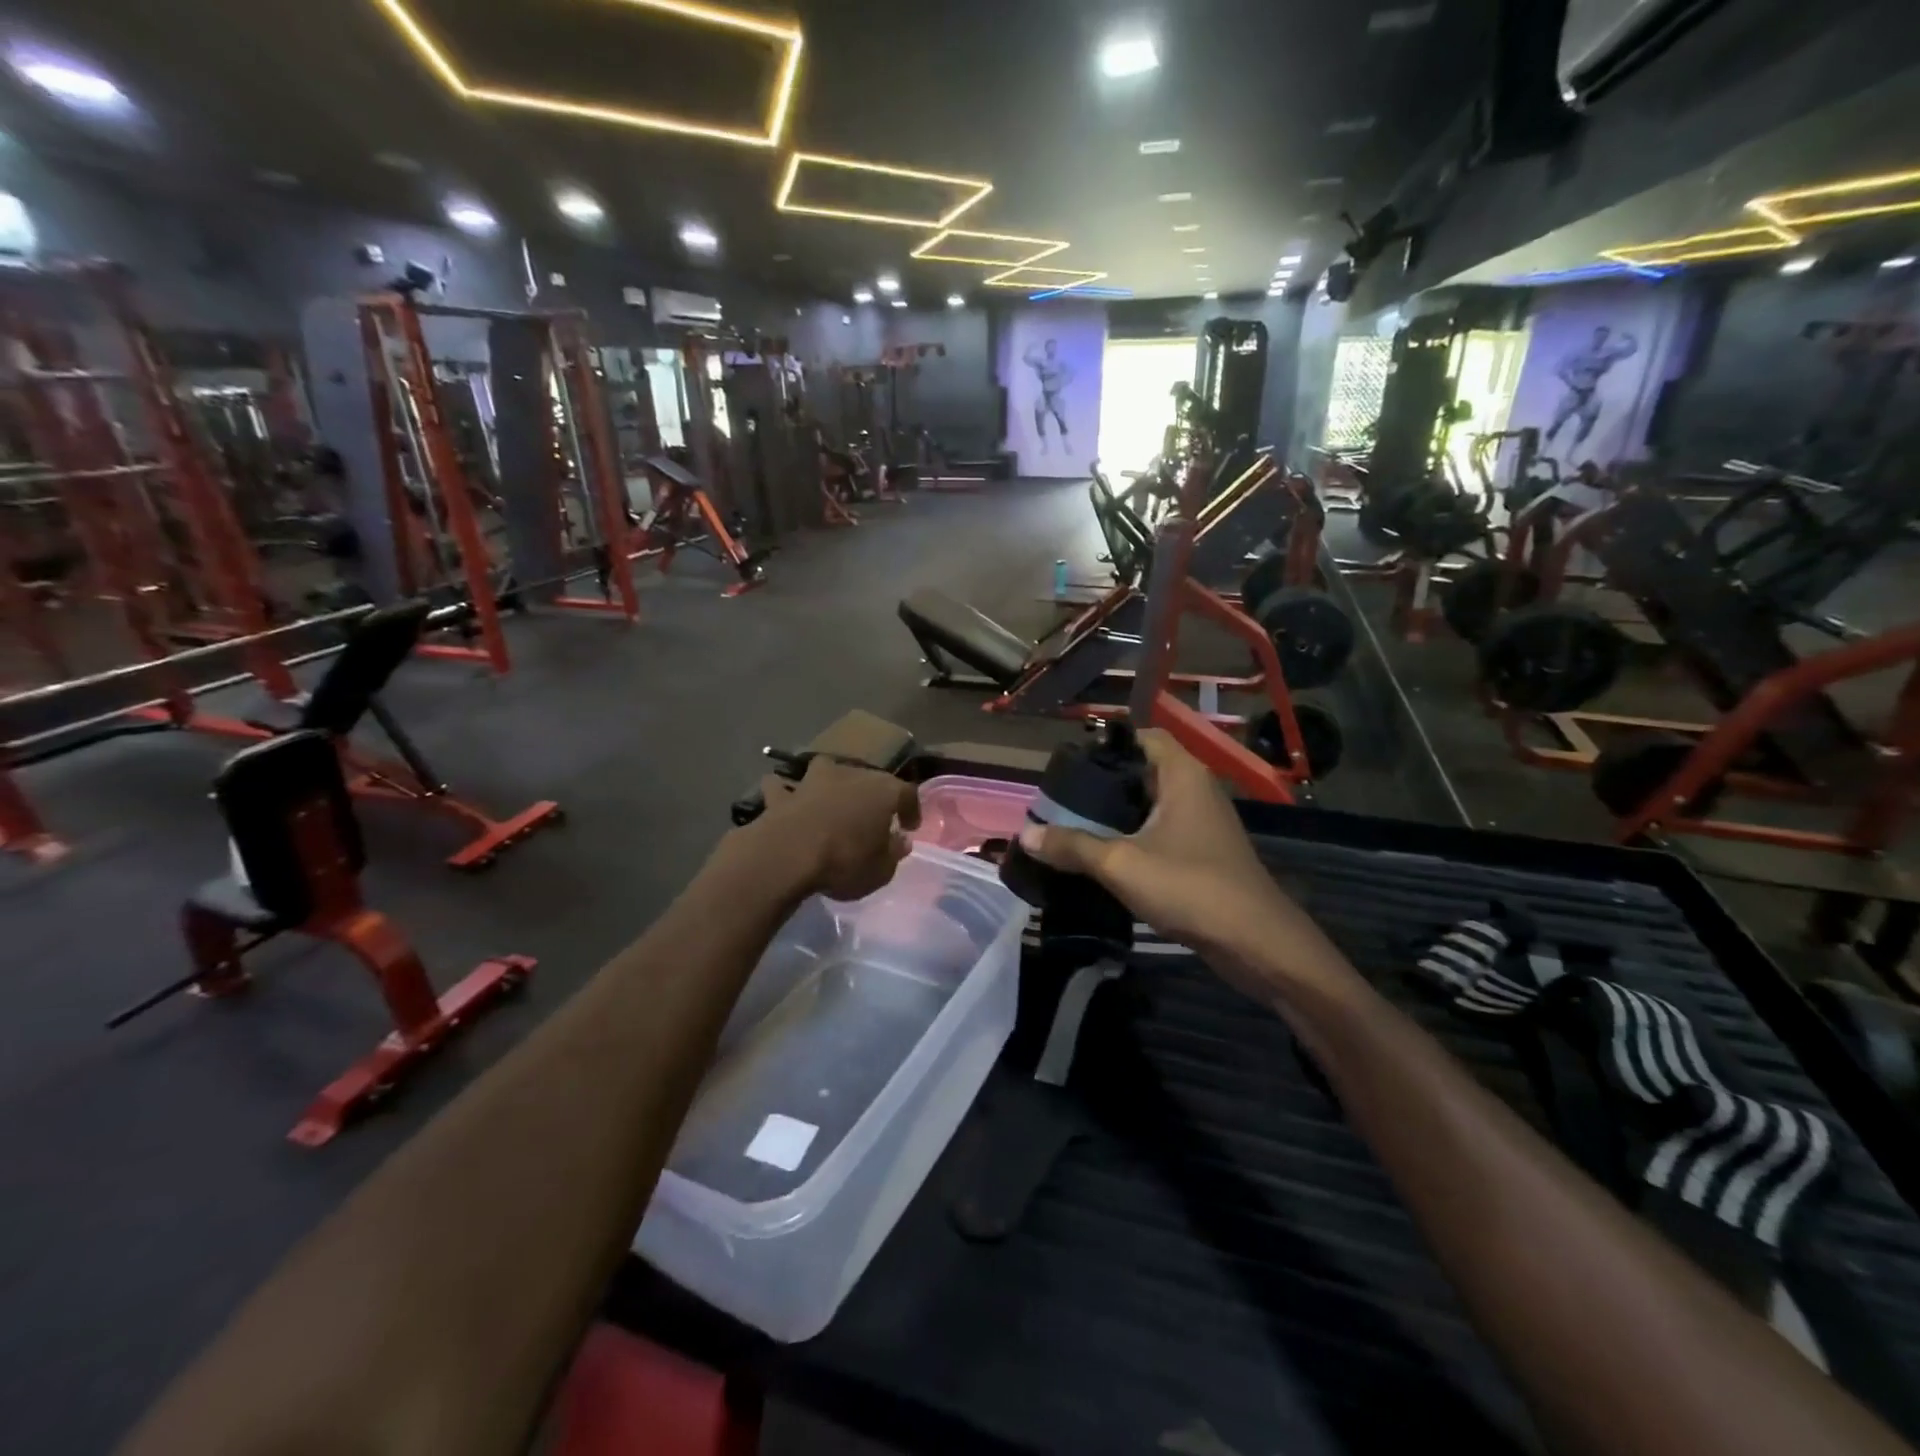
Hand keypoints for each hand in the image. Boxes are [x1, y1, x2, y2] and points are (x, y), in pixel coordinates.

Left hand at [748, 759, 921, 901]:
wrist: (786, 856)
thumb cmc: (844, 862)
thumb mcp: (881, 870)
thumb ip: (893, 853)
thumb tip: (900, 840)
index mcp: (883, 791)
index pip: (907, 792)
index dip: (911, 808)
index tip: (909, 826)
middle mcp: (850, 775)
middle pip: (868, 778)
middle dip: (872, 796)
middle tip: (872, 818)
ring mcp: (813, 780)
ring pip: (825, 769)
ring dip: (829, 781)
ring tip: (829, 798)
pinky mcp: (781, 794)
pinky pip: (784, 787)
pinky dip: (784, 791)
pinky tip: (784, 797)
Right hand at [1017, 730, 1350, 1001]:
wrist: (1256, 942)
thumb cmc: (1190, 887)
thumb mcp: (1121, 864)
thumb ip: (1071, 846)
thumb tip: (1025, 835)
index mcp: (1182, 774)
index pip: (1142, 736)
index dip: (1106, 745)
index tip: (1069, 767)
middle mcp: (1195, 789)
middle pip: (1142, 771)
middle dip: (1103, 784)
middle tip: (1061, 800)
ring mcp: (1202, 822)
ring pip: (1150, 804)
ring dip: (1116, 814)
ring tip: (1073, 826)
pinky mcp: (1202, 852)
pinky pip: (1160, 831)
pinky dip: (1133, 837)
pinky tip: (1104, 856)